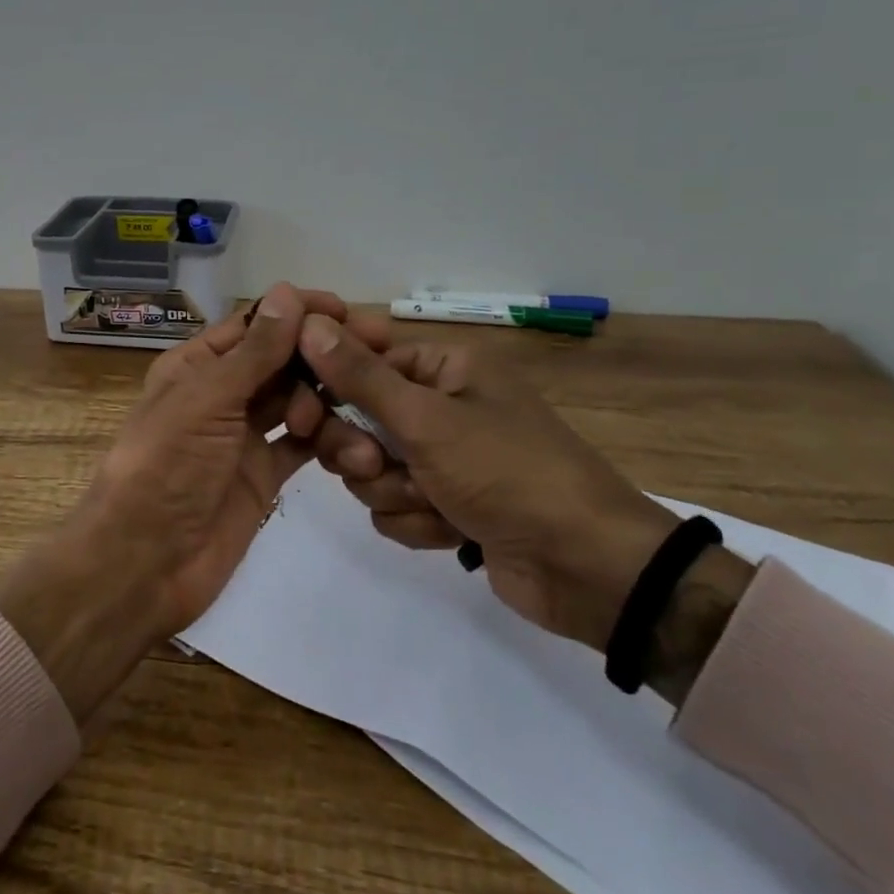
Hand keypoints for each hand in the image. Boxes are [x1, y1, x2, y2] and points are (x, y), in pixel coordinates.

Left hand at [0, 284, 368, 722]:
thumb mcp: (207, 400)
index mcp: (196, 365)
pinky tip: (357, 448)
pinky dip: (329, 443)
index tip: (348, 311)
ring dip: (328, 403)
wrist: (145, 562)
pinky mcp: (263, 475)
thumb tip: (288, 291)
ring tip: (355, 417)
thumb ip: (254, 351)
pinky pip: (304, 446)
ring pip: (298, 402)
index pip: (255, 324)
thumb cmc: (166, 466)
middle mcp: (222, 393)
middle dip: (322, 355)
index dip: (299, 313)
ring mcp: (244, 435)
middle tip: (375, 353)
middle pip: (281, 360)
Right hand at [295, 316, 707, 653]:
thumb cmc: (508, 472)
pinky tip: (452, 531)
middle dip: (362, 451)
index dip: (329, 383)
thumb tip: (307, 324)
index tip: (306, 409)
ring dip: (393, 490)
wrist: (588, 569)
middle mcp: (440, 405)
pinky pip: (393, 505)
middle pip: (356, 418)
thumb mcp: (427, 420)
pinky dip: (415, 522)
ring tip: (434, 503)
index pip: (361, 359)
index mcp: (444, 367)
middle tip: (374, 462)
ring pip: (369, 468)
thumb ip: (360, 376)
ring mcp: (442, 458)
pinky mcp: (444, 505)